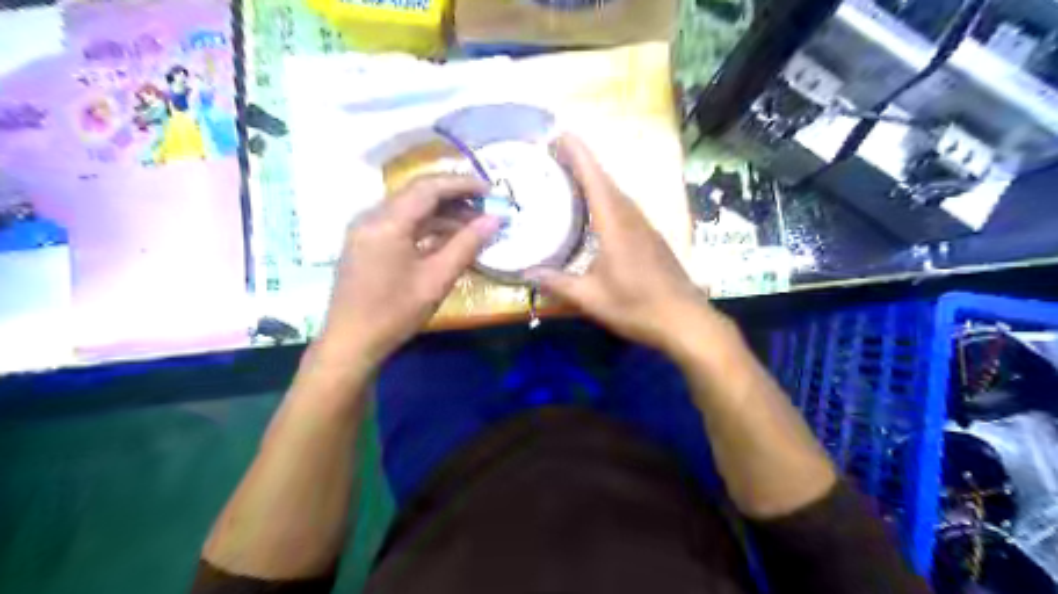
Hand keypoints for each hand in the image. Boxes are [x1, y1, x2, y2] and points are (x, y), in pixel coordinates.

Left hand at [314, 173, 500, 370]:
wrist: (351, 342)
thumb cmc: (395, 312)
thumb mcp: (437, 279)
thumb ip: (467, 244)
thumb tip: (495, 219)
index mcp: (387, 222)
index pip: (429, 187)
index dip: (462, 184)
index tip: (491, 191)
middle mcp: (372, 216)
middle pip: (418, 193)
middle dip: (454, 197)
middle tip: (486, 208)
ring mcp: (365, 228)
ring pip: (409, 208)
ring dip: (441, 213)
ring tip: (473, 225)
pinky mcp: (365, 242)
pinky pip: (400, 223)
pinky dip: (425, 226)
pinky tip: (447, 238)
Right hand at [528, 136, 727, 359]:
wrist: (685, 320)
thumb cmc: (637, 306)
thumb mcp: (591, 298)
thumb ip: (557, 283)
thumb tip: (525, 273)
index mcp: (615, 224)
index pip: (594, 178)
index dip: (577, 153)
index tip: (559, 134)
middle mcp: (631, 217)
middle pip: (605, 180)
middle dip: (580, 162)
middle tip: (553, 154)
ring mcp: (644, 226)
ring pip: (616, 193)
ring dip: (593, 179)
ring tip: (568, 177)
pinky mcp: (651, 238)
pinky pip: (623, 207)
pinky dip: (605, 198)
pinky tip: (594, 211)